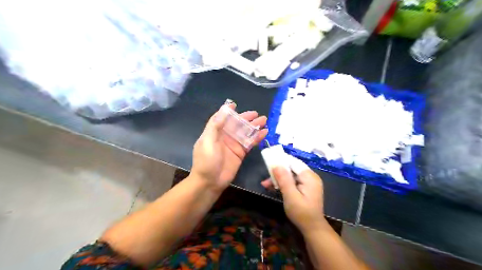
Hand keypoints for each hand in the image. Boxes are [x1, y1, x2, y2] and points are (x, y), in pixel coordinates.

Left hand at [192, 103, 266, 192]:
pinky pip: (250, 143)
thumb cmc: (206, 161)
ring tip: (264, 120)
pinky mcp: (240, 153)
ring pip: (245, 132)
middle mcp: (224, 136)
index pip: (222, 118)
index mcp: (214, 132)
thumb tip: (224, 109)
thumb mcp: (208, 141)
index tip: (236, 105)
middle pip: (237, 124)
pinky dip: (257, 138)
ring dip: (254, 126)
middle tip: (257, 114)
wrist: (210, 182)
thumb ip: (216, 125)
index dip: (228, 112)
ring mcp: (233, 145)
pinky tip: (264, 133)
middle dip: (246, 118)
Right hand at [263, 164, 325, 231]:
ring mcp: (309, 182)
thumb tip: (276, 164)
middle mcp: (310, 177)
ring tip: (266, 185)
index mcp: (309, 177)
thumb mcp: (290, 196)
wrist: (312, 228)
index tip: (268, 163)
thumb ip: (284, 180)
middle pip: (291, 168)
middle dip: (278, 172)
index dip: (281, 161)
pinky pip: (293, 181)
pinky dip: (284, 183)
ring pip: (291, 175)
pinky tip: (274, 188)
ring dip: (279, 179)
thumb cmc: (301, 213)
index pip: (293, 162)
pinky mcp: (306, 188)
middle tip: (265, 179)